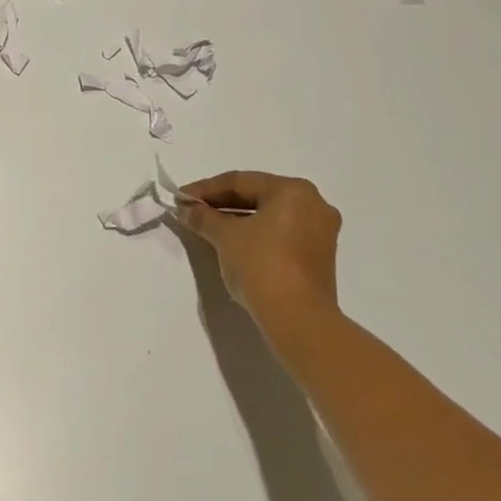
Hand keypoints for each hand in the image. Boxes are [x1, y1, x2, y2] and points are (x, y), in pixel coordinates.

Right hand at [176, 171, 341, 329]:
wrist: (297, 318)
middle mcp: (313, 203)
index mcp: (293, 190)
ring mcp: (320, 231)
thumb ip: (204, 217)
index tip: (180, 198)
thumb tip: (186, 209)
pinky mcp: (319, 256)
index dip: (205, 189)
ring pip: (269, 216)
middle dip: (221, 204)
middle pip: (257, 196)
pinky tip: (233, 242)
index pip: (240, 181)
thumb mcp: (225, 236)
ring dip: (237, 220)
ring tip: (208, 227)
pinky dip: (256, 234)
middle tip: (192, 210)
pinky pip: (281, 234)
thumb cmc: (261, 264)